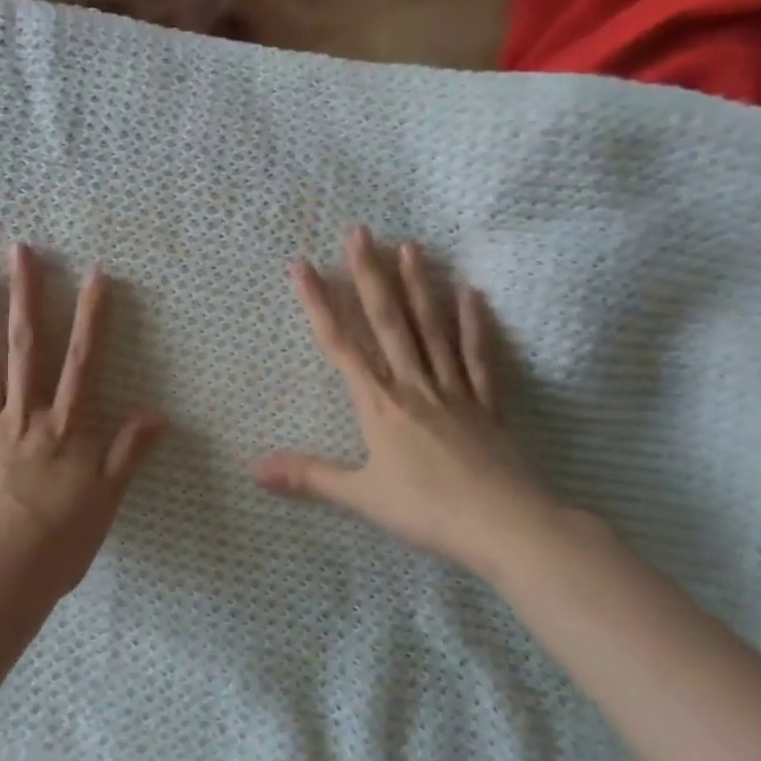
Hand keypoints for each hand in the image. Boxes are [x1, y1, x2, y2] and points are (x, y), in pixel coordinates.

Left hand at [0, 244, 164, 602]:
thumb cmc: (57, 545)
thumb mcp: (106, 502)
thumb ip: (128, 454)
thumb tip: (159, 414)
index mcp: (64, 428)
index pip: (83, 361)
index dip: (91, 317)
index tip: (95, 276)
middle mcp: (24, 416)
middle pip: (26, 346)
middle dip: (25, 295)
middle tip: (19, 250)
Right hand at [254, 228, 564, 579]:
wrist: (509, 528)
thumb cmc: (428, 511)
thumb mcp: (360, 497)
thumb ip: (307, 476)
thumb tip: (252, 467)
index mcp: (380, 404)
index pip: (341, 344)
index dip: (318, 303)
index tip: (302, 266)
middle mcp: (414, 385)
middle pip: (388, 322)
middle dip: (370, 275)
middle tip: (361, 232)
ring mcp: (454, 390)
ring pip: (432, 329)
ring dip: (419, 286)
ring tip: (411, 246)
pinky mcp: (488, 404)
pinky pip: (479, 357)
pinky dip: (475, 325)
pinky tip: (471, 293)